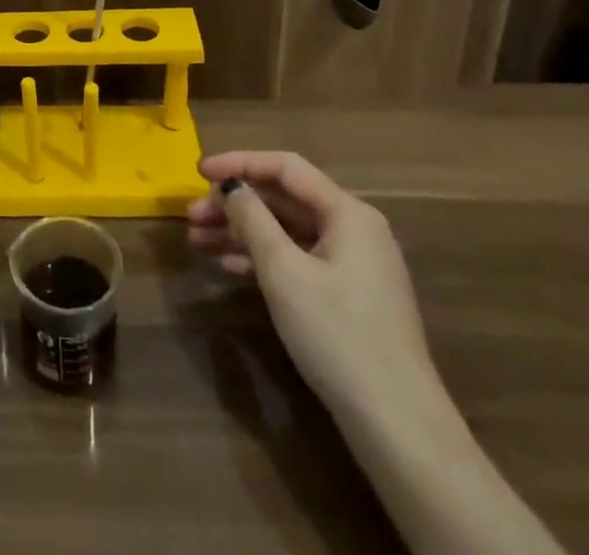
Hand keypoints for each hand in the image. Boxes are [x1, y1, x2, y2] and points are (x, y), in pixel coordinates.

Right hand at [187, 150, 438, 418]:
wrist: (396, 425)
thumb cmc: (337, 334)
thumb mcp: (284, 271)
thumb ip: (252, 219)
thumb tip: (230, 186)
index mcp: (348, 213)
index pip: (286, 168)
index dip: (239, 164)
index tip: (199, 173)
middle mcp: (354, 230)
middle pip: (285, 200)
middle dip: (235, 205)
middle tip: (191, 217)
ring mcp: (354, 266)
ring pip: (288, 232)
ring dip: (242, 232)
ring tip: (198, 242)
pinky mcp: (349, 298)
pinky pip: (298, 260)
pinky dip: (263, 259)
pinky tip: (229, 267)